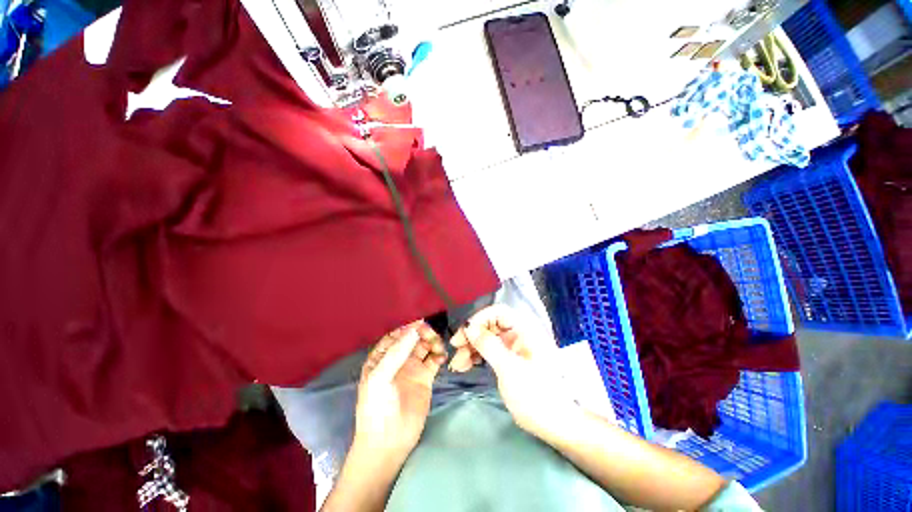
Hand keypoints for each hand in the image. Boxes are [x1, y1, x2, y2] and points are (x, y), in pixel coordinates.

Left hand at [354, 321, 446, 460]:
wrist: (388, 442)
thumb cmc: (377, 408)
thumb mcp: (379, 378)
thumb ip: (396, 353)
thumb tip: (413, 330)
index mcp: (382, 358)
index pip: (395, 336)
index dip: (406, 328)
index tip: (419, 324)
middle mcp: (398, 360)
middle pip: (412, 339)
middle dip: (421, 334)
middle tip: (430, 335)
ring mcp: (412, 369)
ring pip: (424, 347)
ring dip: (432, 342)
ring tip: (438, 347)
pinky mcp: (425, 379)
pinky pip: (433, 361)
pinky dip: (439, 355)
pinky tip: (442, 357)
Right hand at [449, 305, 576, 436]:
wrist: (554, 425)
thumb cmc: (534, 395)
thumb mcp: (509, 369)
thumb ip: (488, 345)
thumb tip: (469, 326)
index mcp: (525, 330)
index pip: (498, 312)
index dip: (480, 319)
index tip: (464, 333)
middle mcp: (519, 333)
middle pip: (490, 325)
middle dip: (472, 335)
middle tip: (456, 349)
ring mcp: (514, 346)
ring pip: (487, 338)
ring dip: (471, 347)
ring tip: (457, 364)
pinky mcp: (509, 359)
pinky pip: (490, 350)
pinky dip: (477, 356)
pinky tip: (465, 365)